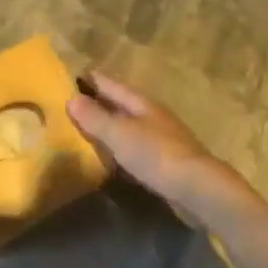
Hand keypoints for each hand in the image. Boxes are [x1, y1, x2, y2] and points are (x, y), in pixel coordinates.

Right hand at [68, 74, 246, 223]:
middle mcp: (151, 115)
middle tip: (70, 104)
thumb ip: (95, 117)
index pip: (109, 83)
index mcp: (140, 102)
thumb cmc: (157, 155)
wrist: (199, 189)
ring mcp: (161, 138)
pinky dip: (120, 148)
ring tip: (84, 131)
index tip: (68, 77)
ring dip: (109, 126)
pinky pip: (135, 147)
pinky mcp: (165, 162)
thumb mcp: (120, 134)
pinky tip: (110, 158)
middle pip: (119, 103)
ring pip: (128, 126)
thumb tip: (71, 98)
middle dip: (97, 102)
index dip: (89, 79)